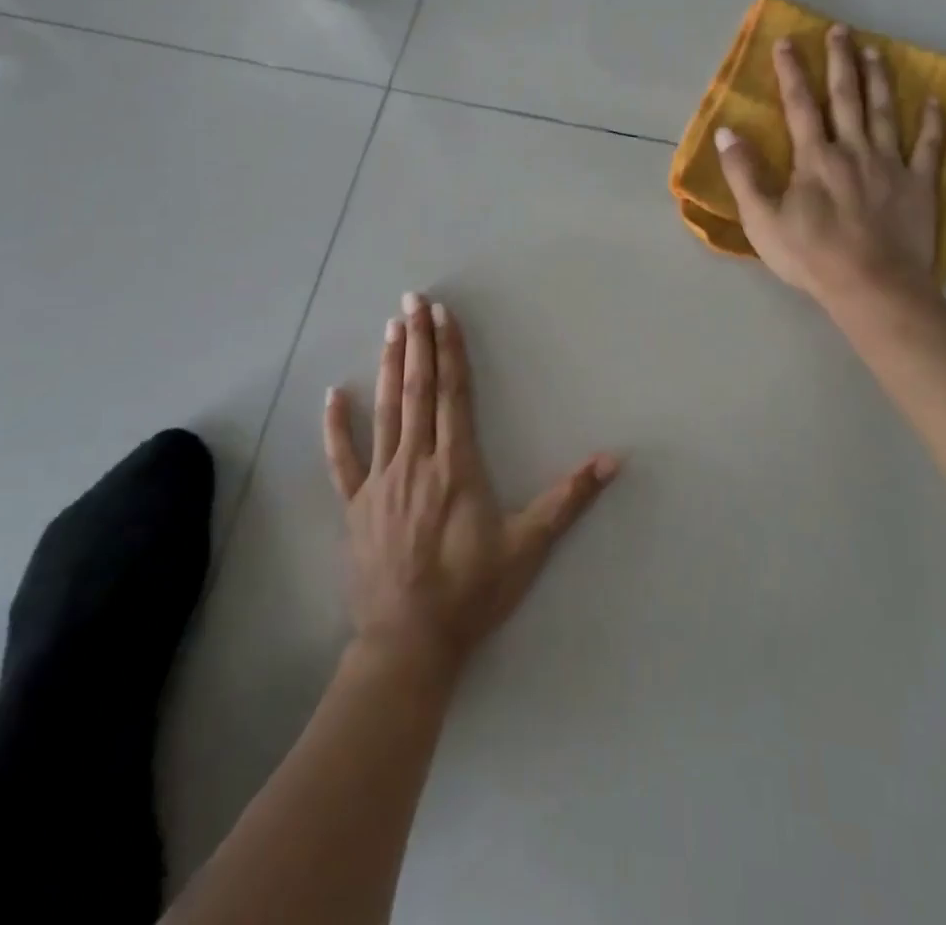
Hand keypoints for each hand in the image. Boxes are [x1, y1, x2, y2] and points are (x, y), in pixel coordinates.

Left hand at [323, 293, 618, 678]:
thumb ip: (568, 499)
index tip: (443, 314)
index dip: (450, 350)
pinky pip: (342, 459)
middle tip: (412, 300)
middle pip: (417, 390)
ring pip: (385, 412)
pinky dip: (336, 426)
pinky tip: (332, 394)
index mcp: (456, 465)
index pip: (453, 393)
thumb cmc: (473, 592)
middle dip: (418, 342)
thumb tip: (613, 460)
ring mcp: (381, 481)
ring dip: (389, 366)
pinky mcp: (356, 505)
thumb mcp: (528, 546)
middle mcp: (416, 461)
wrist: (409, 644)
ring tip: (391, 328)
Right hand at [715, 23, 945, 309]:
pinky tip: (935, 100)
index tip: (788, 41)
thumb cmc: (811, 256)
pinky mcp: (919, 184)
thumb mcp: (762, 220)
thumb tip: (726, 132)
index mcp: (815, 157)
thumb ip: (744, 173)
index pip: (799, 105)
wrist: (872, 287)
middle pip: (846, 97)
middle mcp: (853, 149)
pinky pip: (929, 146)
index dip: (792, 72)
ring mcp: (890, 164)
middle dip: (840, 61)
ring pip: (885, 112)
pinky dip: (933, 121)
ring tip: (876, 51)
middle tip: (840, 30)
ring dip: (879, 79)